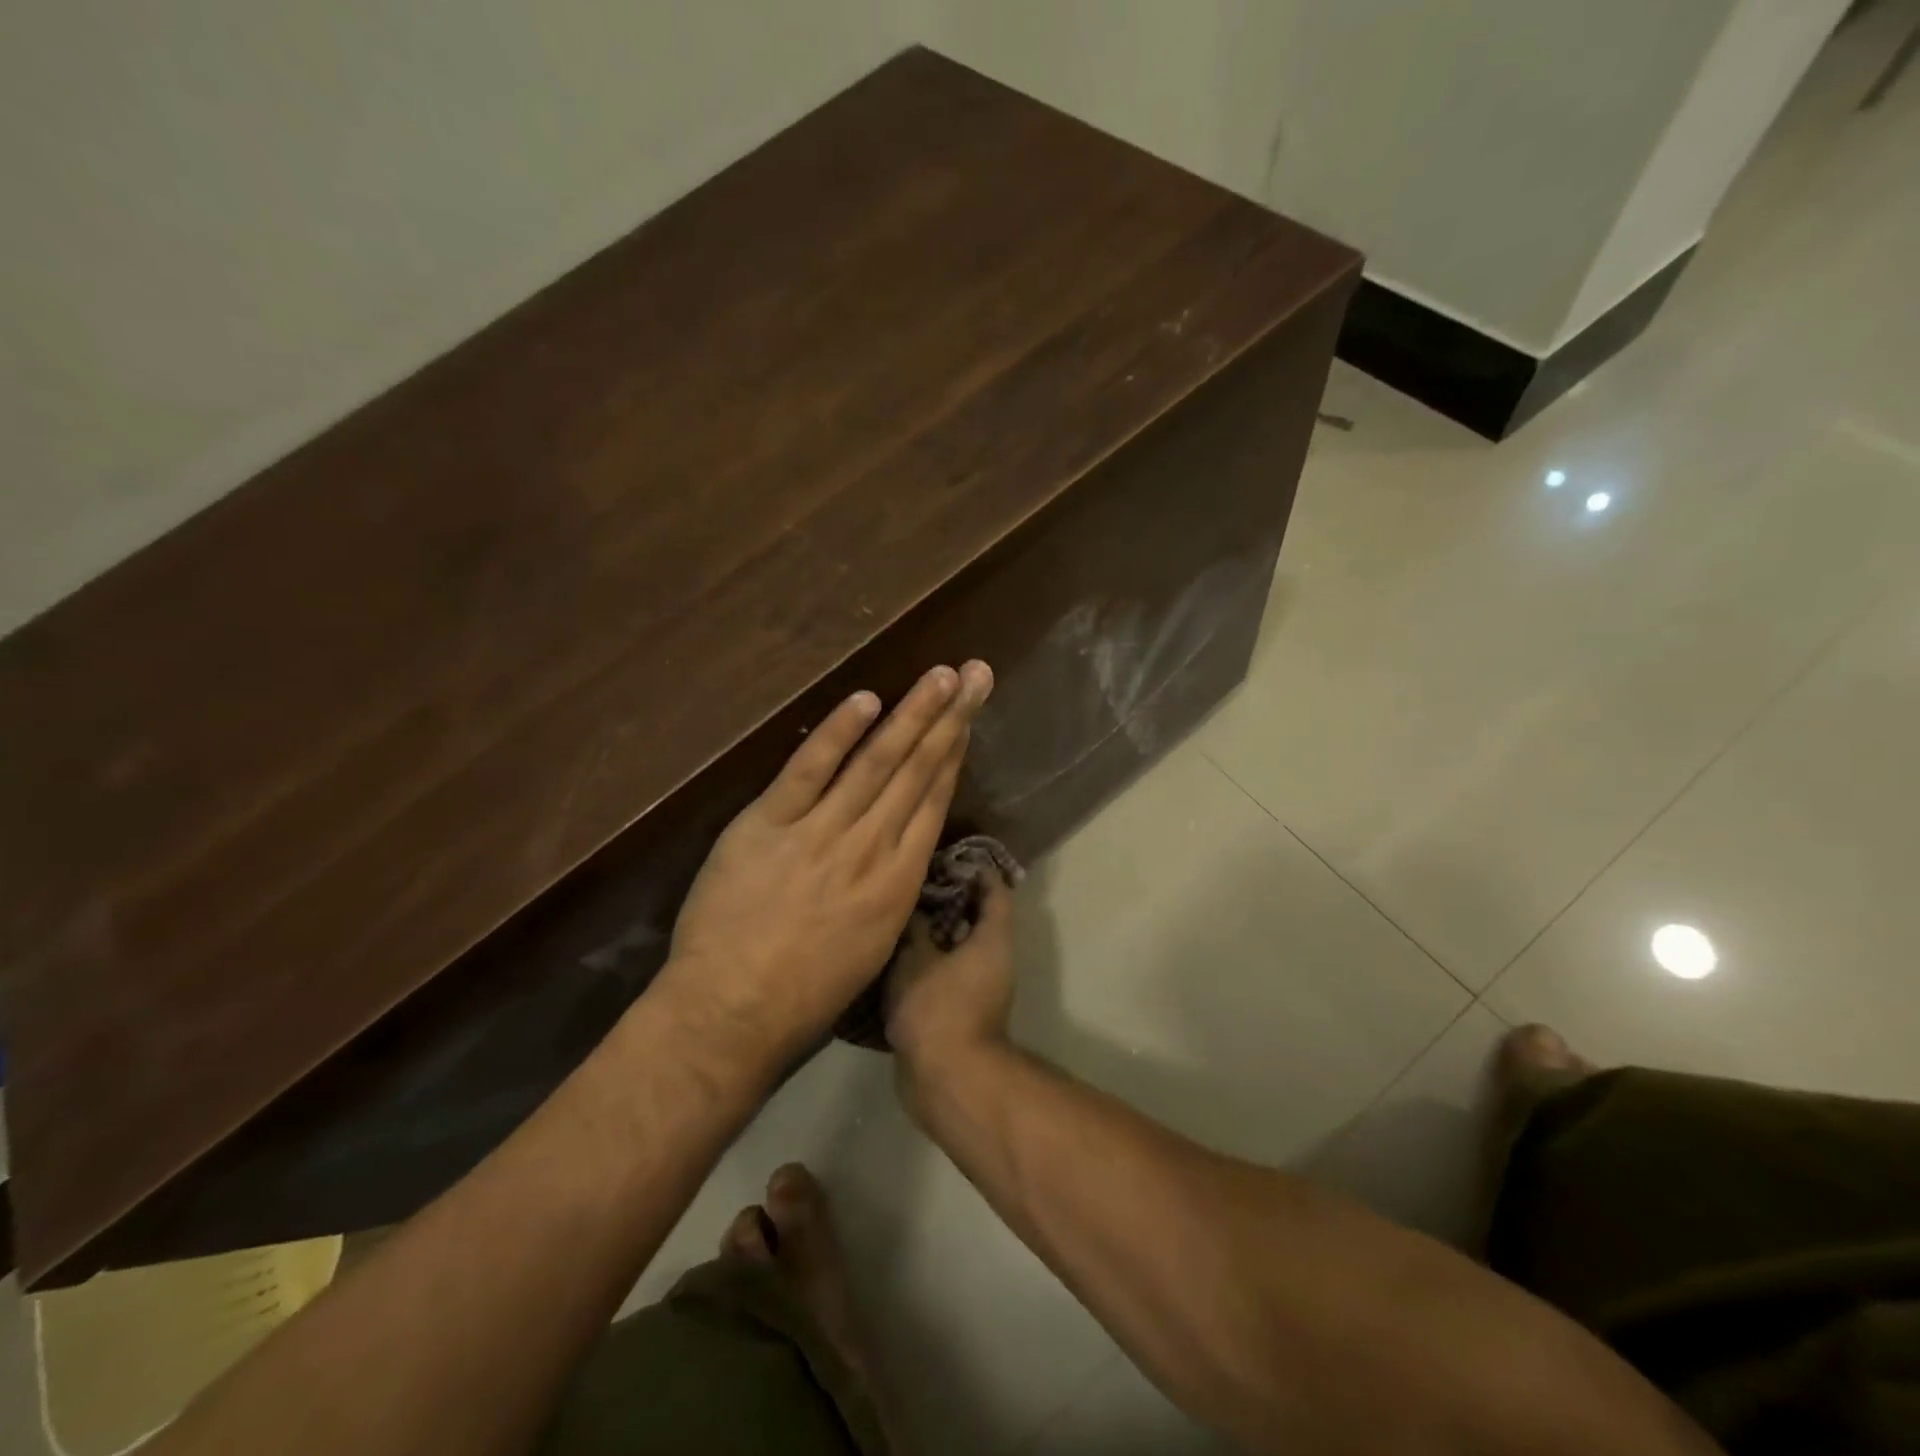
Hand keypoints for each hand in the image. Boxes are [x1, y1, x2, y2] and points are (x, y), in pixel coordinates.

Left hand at [657, 661, 993, 1069]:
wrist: (731, 1014)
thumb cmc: (805, 996)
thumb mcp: (871, 946)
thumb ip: (889, 889)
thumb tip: (899, 846)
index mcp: (898, 883)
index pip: (933, 802)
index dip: (954, 755)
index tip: (969, 718)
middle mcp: (870, 848)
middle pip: (916, 772)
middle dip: (948, 719)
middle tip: (974, 675)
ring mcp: (820, 833)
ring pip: (875, 763)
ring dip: (911, 715)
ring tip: (939, 676)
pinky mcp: (768, 825)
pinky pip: (808, 769)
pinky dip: (838, 733)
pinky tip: (866, 699)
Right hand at [886, 872, 1016, 1090]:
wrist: (947, 1080)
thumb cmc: (938, 1009)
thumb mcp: (916, 958)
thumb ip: (914, 926)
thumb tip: (912, 906)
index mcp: (992, 938)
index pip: (994, 889)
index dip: (973, 868)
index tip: (943, 855)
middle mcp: (993, 958)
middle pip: (975, 916)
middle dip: (945, 898)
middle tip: (911, 882)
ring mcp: (978, 987)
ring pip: (957, 946)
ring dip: (932, 931)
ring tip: (897, 913)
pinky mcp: (960, 1010)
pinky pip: (945, 972)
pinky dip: (926, 960)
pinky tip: (894, 954)